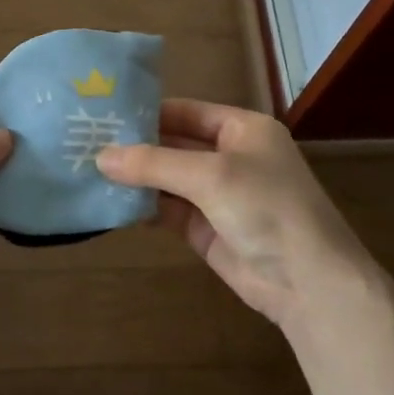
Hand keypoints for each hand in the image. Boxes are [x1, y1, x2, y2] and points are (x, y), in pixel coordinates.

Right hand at [97, 100, 369, 325]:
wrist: (308, 283)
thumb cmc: (266, 208)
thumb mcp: (210, 175)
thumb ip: (154, 163)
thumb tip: (100, 157)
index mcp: (242, 129)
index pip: (185, 111)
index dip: (146, 112)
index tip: (102, 114)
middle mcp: (229, 156)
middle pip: (173, 144)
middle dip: (134, 146)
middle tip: (85, 143)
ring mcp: (218, 194)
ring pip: (167, 179)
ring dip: (134, 177)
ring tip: (87, 170)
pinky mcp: (206, 229)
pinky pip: (167, 210)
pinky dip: (143, 206)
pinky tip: (110, 202)